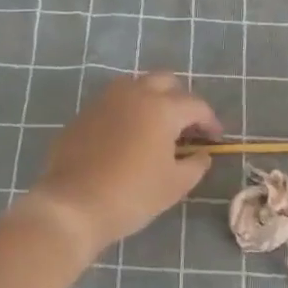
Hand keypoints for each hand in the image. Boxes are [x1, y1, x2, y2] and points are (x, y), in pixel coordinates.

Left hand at [27, 71, 221, 259]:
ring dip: (152, 99)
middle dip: (181, 100)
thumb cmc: (132, 195)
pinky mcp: (84, 113)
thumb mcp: (175, 185)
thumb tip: (202, 153)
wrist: (72, 206)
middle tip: (186, 127)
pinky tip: (127, 136)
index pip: (195, 105)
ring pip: (136, 85)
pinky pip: (113, 102)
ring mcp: (105, 100)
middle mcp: (134, 93)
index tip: (215, 139)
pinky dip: (128, 111)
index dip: (210, 121)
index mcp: (161, 108)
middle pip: (166, 82)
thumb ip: (196, 164)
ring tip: (157, 127)